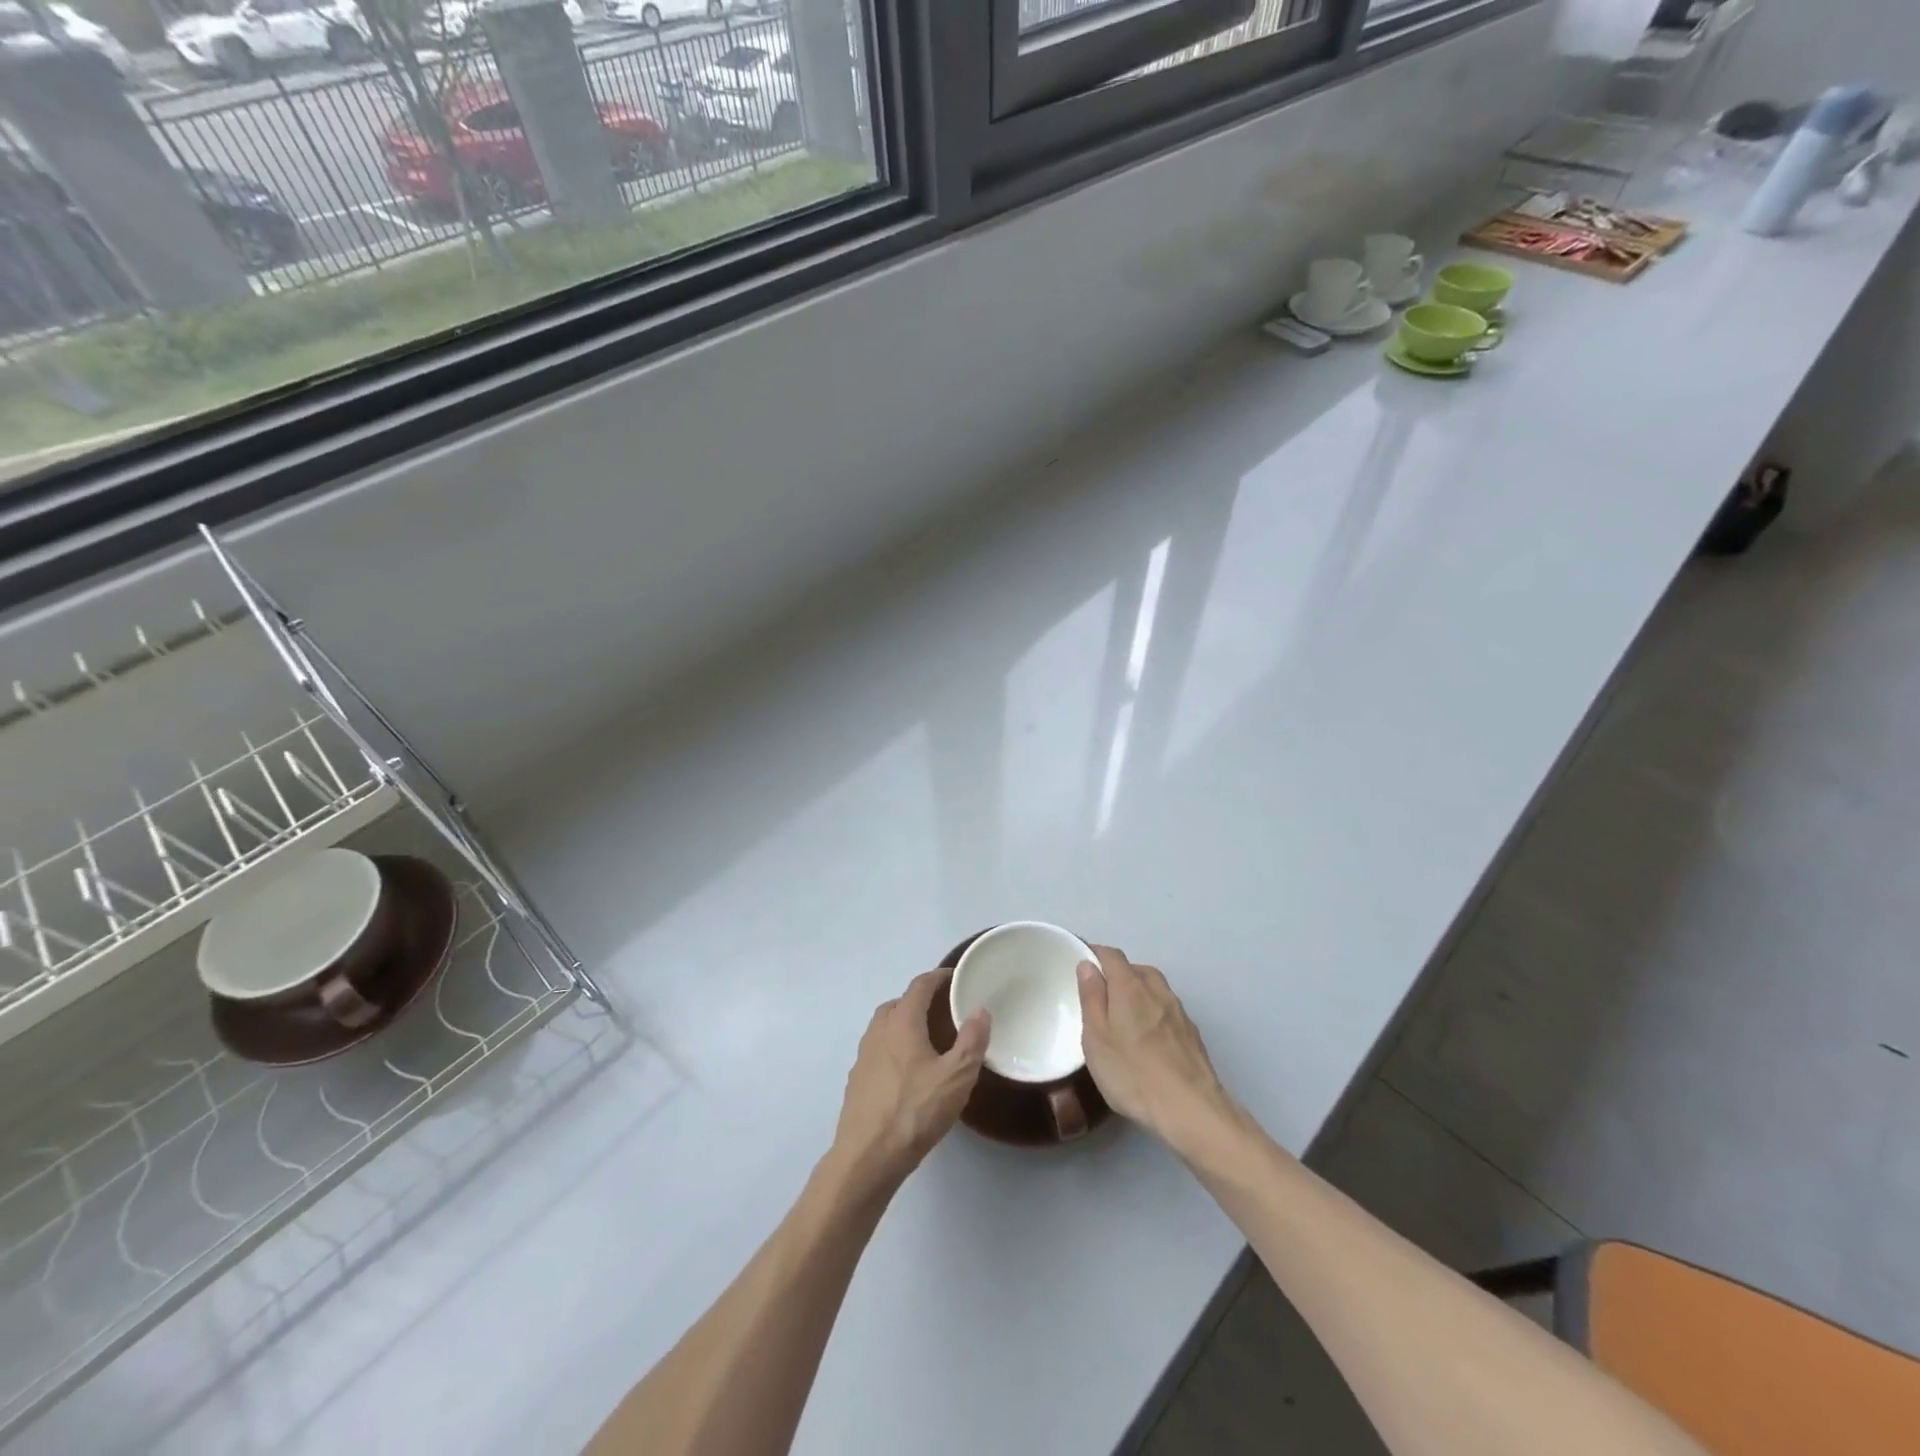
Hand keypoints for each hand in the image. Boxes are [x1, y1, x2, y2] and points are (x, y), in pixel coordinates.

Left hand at [828, 971, 988, 1197]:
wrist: (867, 1158)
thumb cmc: (915, 1111)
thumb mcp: (956, 1077)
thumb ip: (971, 1041)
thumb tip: (980, 1011)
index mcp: (901, 1021)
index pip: (920, 985)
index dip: (939, 977)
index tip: (957, 977)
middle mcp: (878, 1030)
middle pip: (900, 1003)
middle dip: (922, 1000)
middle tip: (947, 1011)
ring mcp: (864, 1055)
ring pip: (887, 1027)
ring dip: (907, 1024)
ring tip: (931, 1040)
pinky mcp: (858, 1080)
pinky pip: (880, 1050)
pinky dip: (896, 1047)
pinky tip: (910, 1072)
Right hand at [1078, 947, 1237, 1152]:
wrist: (1191, 1110)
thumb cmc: (1133, 1074)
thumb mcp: (1096, 1038)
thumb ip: (1091, 998)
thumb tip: (1088, 965)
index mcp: (1130, 987)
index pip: (1112, 955)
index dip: (1095, 954)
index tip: (1081, 963)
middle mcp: (1158, 991)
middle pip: (1136, 969)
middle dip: (1118, 974)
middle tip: (1101, 995)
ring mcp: (1179, 1012)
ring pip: (1155, 989)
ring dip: (1139, 992)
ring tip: (1124, 1016)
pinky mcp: (1192, 1034)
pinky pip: (1168, 1010)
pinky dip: (1155, 1012)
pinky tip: (1149, 1038)